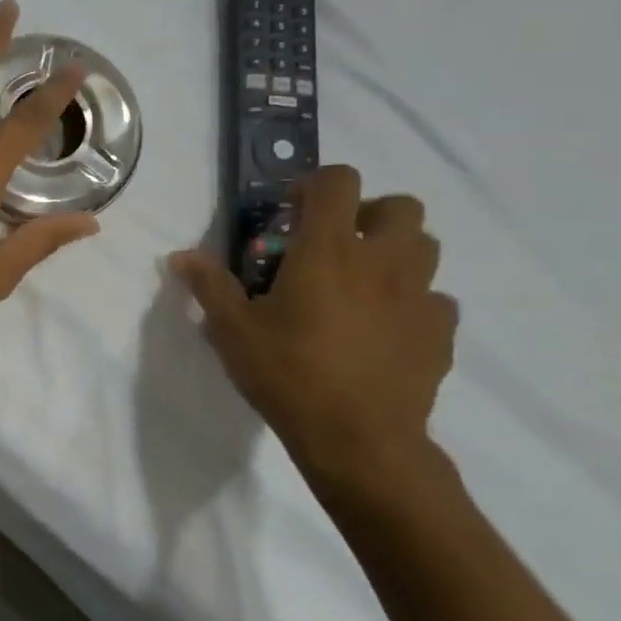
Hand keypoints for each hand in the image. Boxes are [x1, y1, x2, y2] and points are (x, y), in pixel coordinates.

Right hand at [170, 166, 459, 507]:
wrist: (358, 440)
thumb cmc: (288, 374)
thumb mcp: (232, 330)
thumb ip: (209, 286)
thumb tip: (180, 256)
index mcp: (329, 250)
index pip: (338, 181)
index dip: (315, 185)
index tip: (292, 214)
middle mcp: (382, 261)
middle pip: (400, 206)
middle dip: (368, 214)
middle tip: (336, 245)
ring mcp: (419, 296)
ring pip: (425, 247)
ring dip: (395, 252)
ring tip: (361, 283)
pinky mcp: (440, 332)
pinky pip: (435, 299)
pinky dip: (412, 302)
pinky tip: (385, 329)